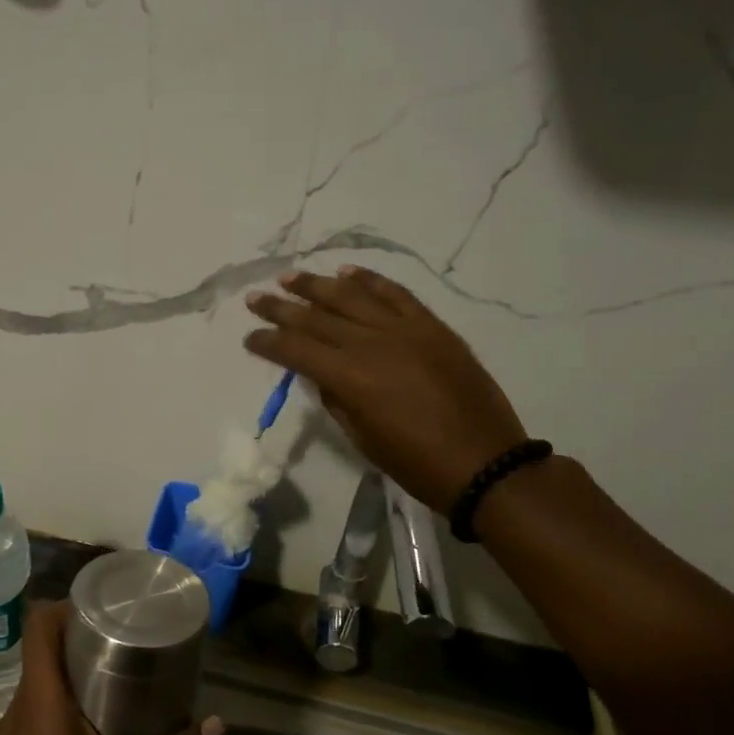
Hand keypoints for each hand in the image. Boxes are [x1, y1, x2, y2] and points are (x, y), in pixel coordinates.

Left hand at [0, 601, 222, 734]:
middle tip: (127, 638)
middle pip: (41, 654)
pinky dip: (64, 705)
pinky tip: (100, 728)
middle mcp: (17, 714)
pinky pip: (36, 716)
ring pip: (39, 686)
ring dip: (73, 675)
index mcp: (39, 704)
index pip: (37, 628)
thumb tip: (218, 724)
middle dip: (80, 639)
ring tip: (121, 678)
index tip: (104, 605)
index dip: (65, 605)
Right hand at [244, 265, 526, 511]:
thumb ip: (336, 400)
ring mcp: (405, 329)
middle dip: (281, 308)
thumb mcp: (363, 438)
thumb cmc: (416, 463)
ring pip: (352, 296)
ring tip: (290, 276)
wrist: (484, 462)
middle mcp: (372, 343)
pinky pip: (395, 293)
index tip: (249, 337)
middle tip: (256, 297)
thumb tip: (320, 373)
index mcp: (351, 378)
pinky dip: (370, 280)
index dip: (269, 343)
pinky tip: (348, 271)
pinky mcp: (431, 326)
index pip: (296, 350)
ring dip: (317, 285)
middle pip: (317, 318)